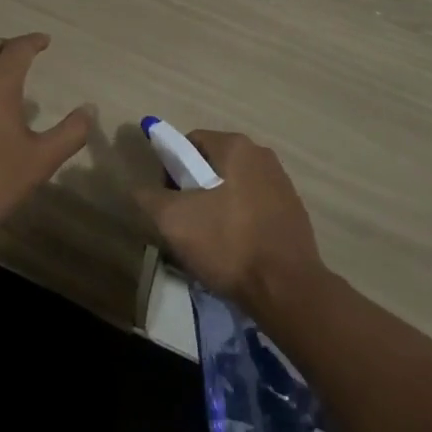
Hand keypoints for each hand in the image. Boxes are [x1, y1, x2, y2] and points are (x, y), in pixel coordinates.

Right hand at [134, 130, 324, 308]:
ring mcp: (282, 182)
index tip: (170, 202)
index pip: (191, 143)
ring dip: (219, 207)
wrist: (287, 288)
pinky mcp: (294, 211)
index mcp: (236, 146)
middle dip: (196, 190)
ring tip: (211, 244)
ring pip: (235, 187)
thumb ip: (150, 197)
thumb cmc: (229, 244)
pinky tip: (237, 252)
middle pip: (214, 164)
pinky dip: (242, 222)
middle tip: (187, 226)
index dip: (172, 169)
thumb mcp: (175, 221)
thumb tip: (137, 188)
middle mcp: (262, 154)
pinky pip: (256, 207)